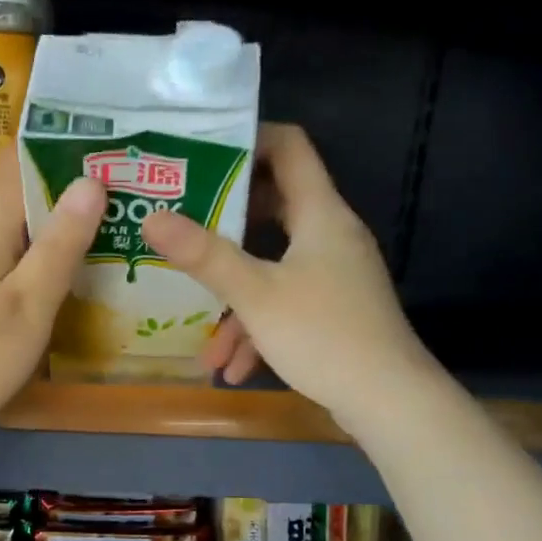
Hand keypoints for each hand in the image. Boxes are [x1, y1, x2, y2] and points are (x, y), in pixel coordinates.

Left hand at [0, 150, 105, 434]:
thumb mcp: (29, 304)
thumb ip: (59, 246)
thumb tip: (88, 181)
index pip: (14, 170)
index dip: (51, 150)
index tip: (94, 144)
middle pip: (12, 204)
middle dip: (58, 194)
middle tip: (111, 195)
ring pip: (5, 238)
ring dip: (44, 231)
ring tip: (92, 235)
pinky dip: (26, 263)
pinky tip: (47, 283)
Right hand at [140, 122, 429, 431]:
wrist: (389, 401)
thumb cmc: (322, 334)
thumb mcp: (255, 294)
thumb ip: (203, 255)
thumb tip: (152, 217)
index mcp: (320, 214)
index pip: (289, 147)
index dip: (248, 139)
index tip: (202, 154)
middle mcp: (331, 235)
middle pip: (275, 207)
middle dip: (226, 223)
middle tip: (183, 225)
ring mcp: (335, 274)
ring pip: (275, 268)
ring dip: (236, 298)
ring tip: (203, 336)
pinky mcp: (335, 310)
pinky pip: (287, 303)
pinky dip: (259, 327)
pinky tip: (233, 368)